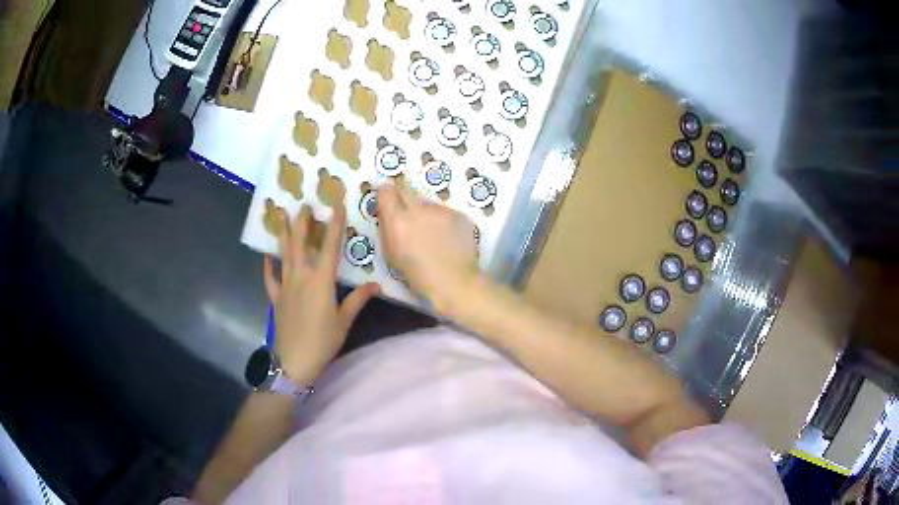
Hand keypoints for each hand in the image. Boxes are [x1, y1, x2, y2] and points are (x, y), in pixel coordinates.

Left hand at [263, 205, 378, 384]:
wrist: (294, 360)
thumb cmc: (323, 341)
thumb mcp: (344, 321)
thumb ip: (358, 300)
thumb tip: (376, 285)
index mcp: (321, 281)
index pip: (329, 247)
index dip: (334, 224)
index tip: (336, 205)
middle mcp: (301, 277)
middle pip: (300, 243)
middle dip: (302, 222)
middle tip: (304, 204)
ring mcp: (285, 286)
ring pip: (284, 254)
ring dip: (283, 234)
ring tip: (281, 216)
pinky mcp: (275, 297)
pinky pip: (270, 278)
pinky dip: (268, 266)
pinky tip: (266, 256)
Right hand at [377, 182, 479, 312]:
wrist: (455, 282)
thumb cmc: (417, 275)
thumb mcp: (391, 254)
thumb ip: (386, 228)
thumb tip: (386, 212)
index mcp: (398, 220)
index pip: (386, 191)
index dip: (385, 194)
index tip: (387, 201)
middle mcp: (418, 208)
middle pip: (406, 187)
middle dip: (402, 194)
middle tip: (405, 210)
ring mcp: (440, 210)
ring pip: (427, 203)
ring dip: (425, 212)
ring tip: (431, 233)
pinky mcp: (458, 214)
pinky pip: (444, 213)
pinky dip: (443, 221)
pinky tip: (447, 238)